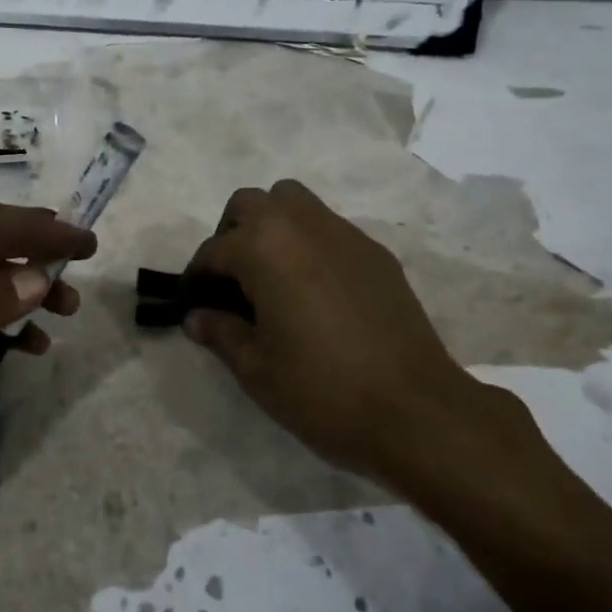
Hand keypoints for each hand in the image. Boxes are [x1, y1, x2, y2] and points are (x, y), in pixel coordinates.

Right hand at [182, 181, 532, 499]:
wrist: (416, 411)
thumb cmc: (323, 390)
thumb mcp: (256, 369)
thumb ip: (220, 332)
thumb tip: (197, 317)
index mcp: (264, 248)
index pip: (214, 250)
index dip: (197, 278)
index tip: (195, 305)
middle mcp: (300, 225)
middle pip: (250, 204)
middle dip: (230, 235)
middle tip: (232, 281)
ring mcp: (343, 234)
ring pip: (292, 201)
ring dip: (271, 226)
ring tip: (271, 274)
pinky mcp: (375, 252)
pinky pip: (328, 227)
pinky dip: (308, 242)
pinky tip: (314, 290)